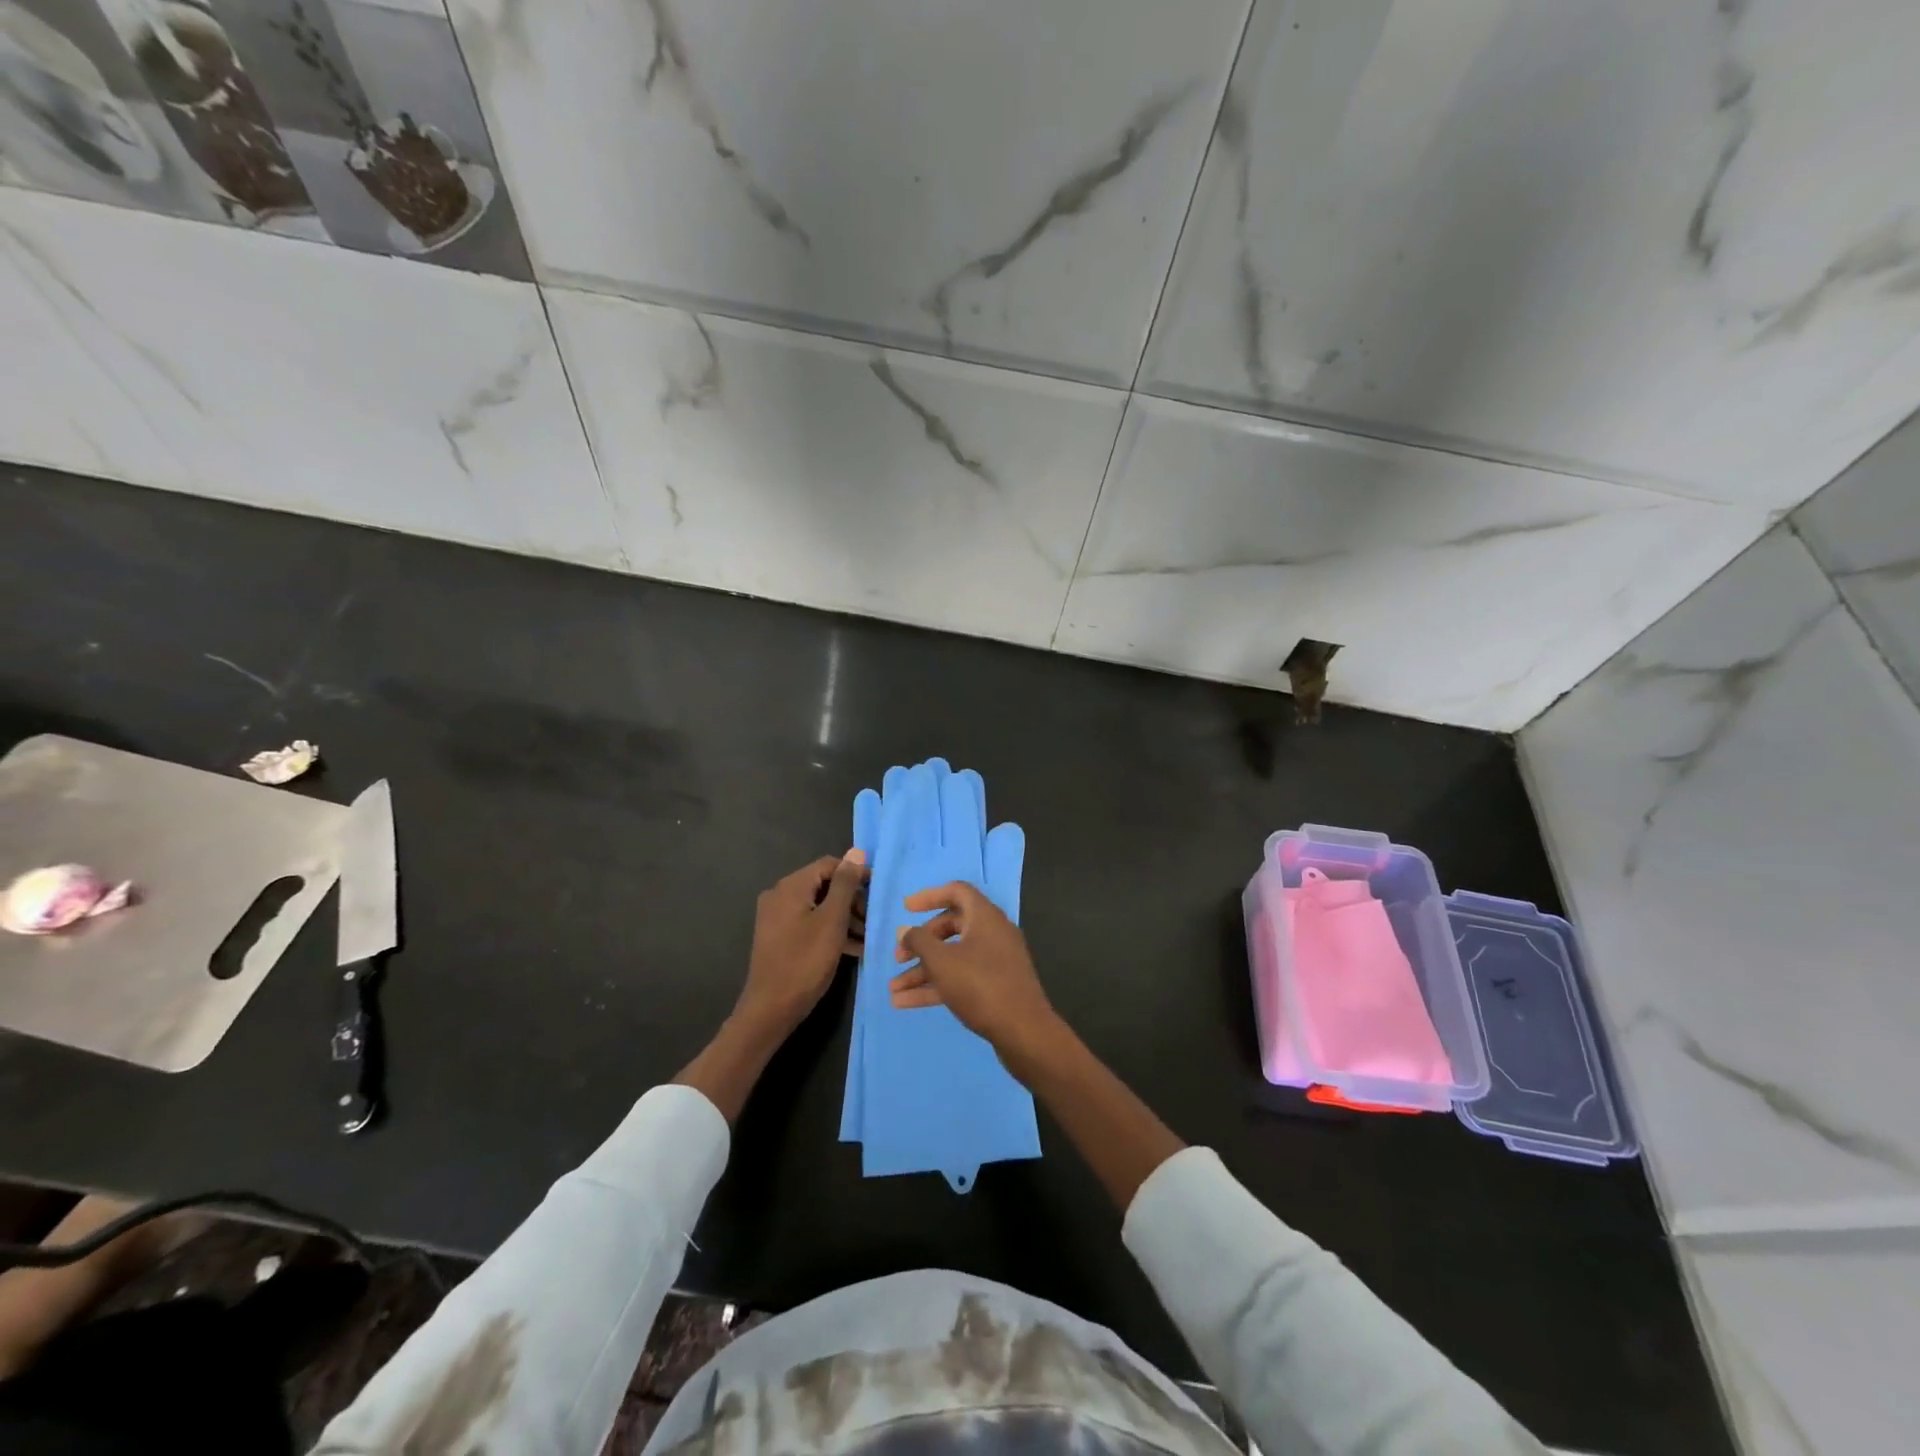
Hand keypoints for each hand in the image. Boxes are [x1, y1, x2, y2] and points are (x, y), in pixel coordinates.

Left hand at [735, 850, 867, 1038]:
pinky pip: (810, 923)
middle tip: (873, 919)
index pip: (829, 865)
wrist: (771, 1008)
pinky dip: (830, 930)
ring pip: (818, 906)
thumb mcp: (833, 920)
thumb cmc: (805, 961)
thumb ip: (846, 884)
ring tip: (867, 936)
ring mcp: (777, 917)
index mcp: (791, 886)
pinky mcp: (779, 937)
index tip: (878, 892)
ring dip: (844, 917)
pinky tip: (852, 948)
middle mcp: (780, 895)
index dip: (856, 874)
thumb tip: (857, 852)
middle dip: (852, 900)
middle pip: (824, 885)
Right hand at [892, 882, 1059, 1067]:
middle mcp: (993, 933)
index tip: (906, 909)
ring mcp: (996, 961)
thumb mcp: (942, 961)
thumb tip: (905, 930)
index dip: (930, 896)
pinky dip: (936, 986)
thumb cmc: (980, 986)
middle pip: (952, 927)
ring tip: (894, 989)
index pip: (957, 892)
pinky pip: (961, 978)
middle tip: (899, 957)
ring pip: (953, 957)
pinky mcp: (995, 986)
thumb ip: (919, 941)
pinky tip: (906, 1003)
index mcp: (985, 917)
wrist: (1024, 1032)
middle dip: (922, 942)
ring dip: (923, 971)